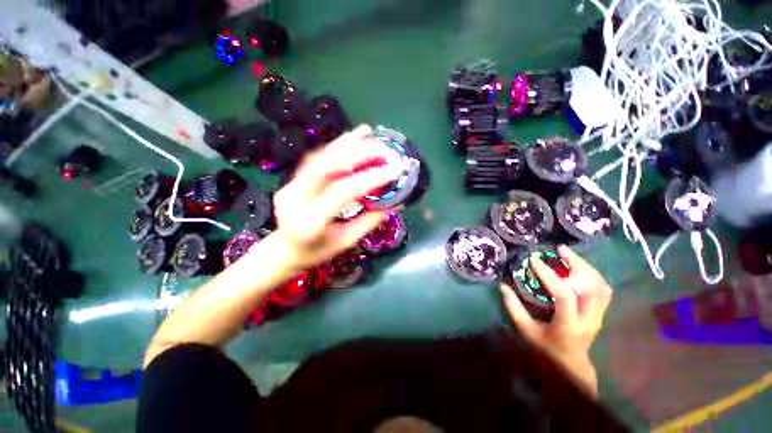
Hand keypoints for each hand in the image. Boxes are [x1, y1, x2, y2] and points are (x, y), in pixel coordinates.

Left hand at [270, 124, 398, 271]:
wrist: (284, 251)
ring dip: (344, 144)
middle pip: (325, 167)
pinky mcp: (290, 182)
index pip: (341, 192)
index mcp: (310, 222)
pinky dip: (335, 150)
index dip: (368, 179)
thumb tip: (393, 204)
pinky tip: (349, 142)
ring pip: (318, 159)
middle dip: (355, 152)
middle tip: (380, 146)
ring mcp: (289, 187)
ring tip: (365, 132)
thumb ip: (368, 222)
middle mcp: (295, 200)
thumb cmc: (316, 252)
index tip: (391, 170)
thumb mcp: (345, 242)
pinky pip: (314, 162)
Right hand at [500, 245, 612, 393]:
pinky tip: (580, 268)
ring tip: (569, 254)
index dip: (550, 275)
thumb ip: (514, 307)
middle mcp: (589, 319)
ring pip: (601, 285)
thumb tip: (502, 285)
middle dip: (577, 264)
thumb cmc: (545, 347)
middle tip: (561, 249)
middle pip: (592, 286)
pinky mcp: (601, 313)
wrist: (571, 364)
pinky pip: (603, 289)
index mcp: (569, 324)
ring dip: (586, 267)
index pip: (564, 295)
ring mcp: (599, 316)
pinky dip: (593, 275)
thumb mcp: (525, 329)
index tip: (535, 259)